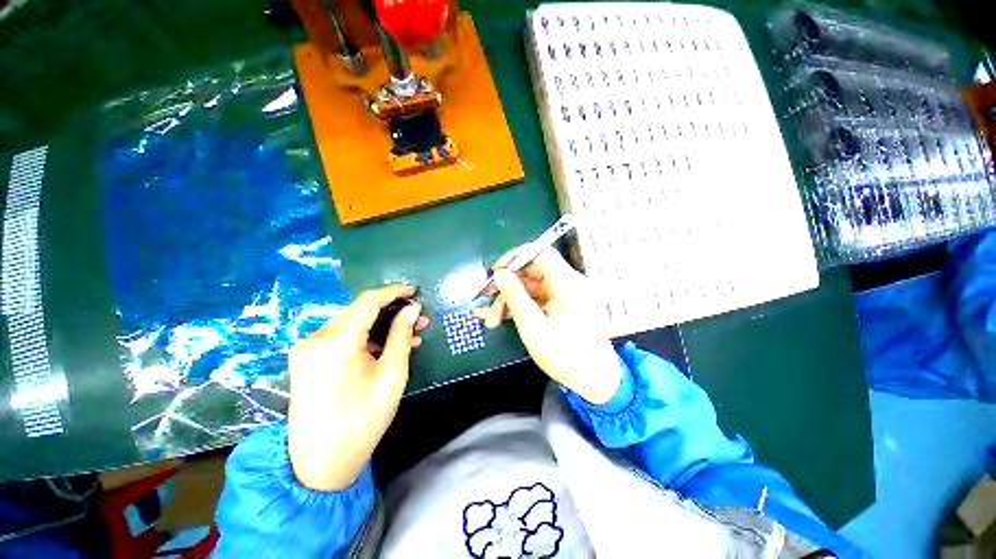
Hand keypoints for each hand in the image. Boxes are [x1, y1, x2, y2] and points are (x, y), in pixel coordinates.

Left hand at [287, 284, 428, 490]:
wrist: (321, 464)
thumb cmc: (363, 417)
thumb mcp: (392, 373)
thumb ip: (401, 334)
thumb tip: (412, 309)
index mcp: (336, 340)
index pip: (368, 301)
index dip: (393, 292)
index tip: (414, 291)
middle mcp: (316, 338)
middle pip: (358, 311)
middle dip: (390, 311)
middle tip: (418, 318)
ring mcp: (307, 350)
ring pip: (350, 325)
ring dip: (379, 326)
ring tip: (408, 334)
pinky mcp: (307, 361)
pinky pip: (340, 339)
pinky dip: (364, 338)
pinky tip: (385, 347)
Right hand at [474, 248, 623, 404]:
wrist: (595, 380)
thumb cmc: (564, 357)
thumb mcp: (533, 327)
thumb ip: (514, 297)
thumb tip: (499, 273)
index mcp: (569, 284)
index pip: (541, 253)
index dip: (515, 258)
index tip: (495, 273)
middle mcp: (571, 282)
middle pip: (533, 271)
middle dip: (508, 286)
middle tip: (487, 303)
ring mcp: (569, 293)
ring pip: (533, 285)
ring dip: (512, 299)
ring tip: (493, 320)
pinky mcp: (566, 303)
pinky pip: (540, 296)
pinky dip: (522, 304)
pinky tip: (504, 317)